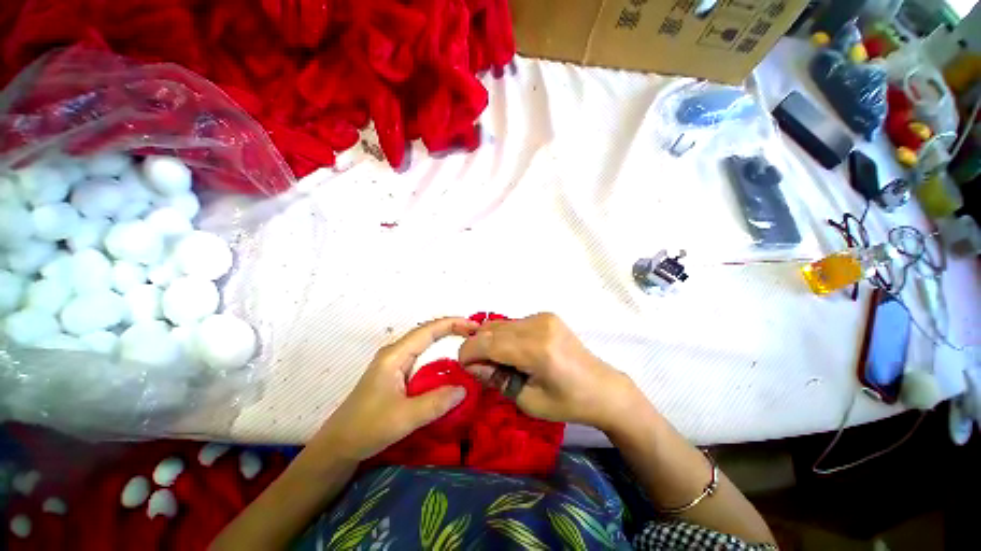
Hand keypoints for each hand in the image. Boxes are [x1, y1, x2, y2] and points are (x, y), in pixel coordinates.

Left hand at [312, 317, 478, 461]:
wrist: (338, 446)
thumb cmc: (366, 428)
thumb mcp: (403, 418)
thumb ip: (435, 403)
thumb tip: (465, 389)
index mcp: (395, 355)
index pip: (428, 330)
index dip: (452, 324)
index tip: (474, 326)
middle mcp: (396, 353)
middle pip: (428, 333)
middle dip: (453, 330)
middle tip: (476, 335)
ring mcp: (396, 364)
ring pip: (426, 346)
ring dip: (447, 342)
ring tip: (468, 345)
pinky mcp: (397, 375)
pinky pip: (423, 359)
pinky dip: (440, 358)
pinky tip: (451, 365)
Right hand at [458, 313, 638, 430]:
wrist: (603, 388)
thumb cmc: (568, 403)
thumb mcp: (528, 401)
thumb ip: (496, 379)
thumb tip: (472, 366)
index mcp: (537, 349)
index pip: (488, 343)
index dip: (469, 353)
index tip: (463, 366)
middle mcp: (539, 325)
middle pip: (491, 329)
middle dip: (477, 347)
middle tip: (480, 368)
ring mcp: (543, 317)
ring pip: (501, 324)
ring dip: (491, 341)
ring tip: (498, 362)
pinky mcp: (546, 315)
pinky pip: (514, 323)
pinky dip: (505, 336)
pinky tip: (513, 352)